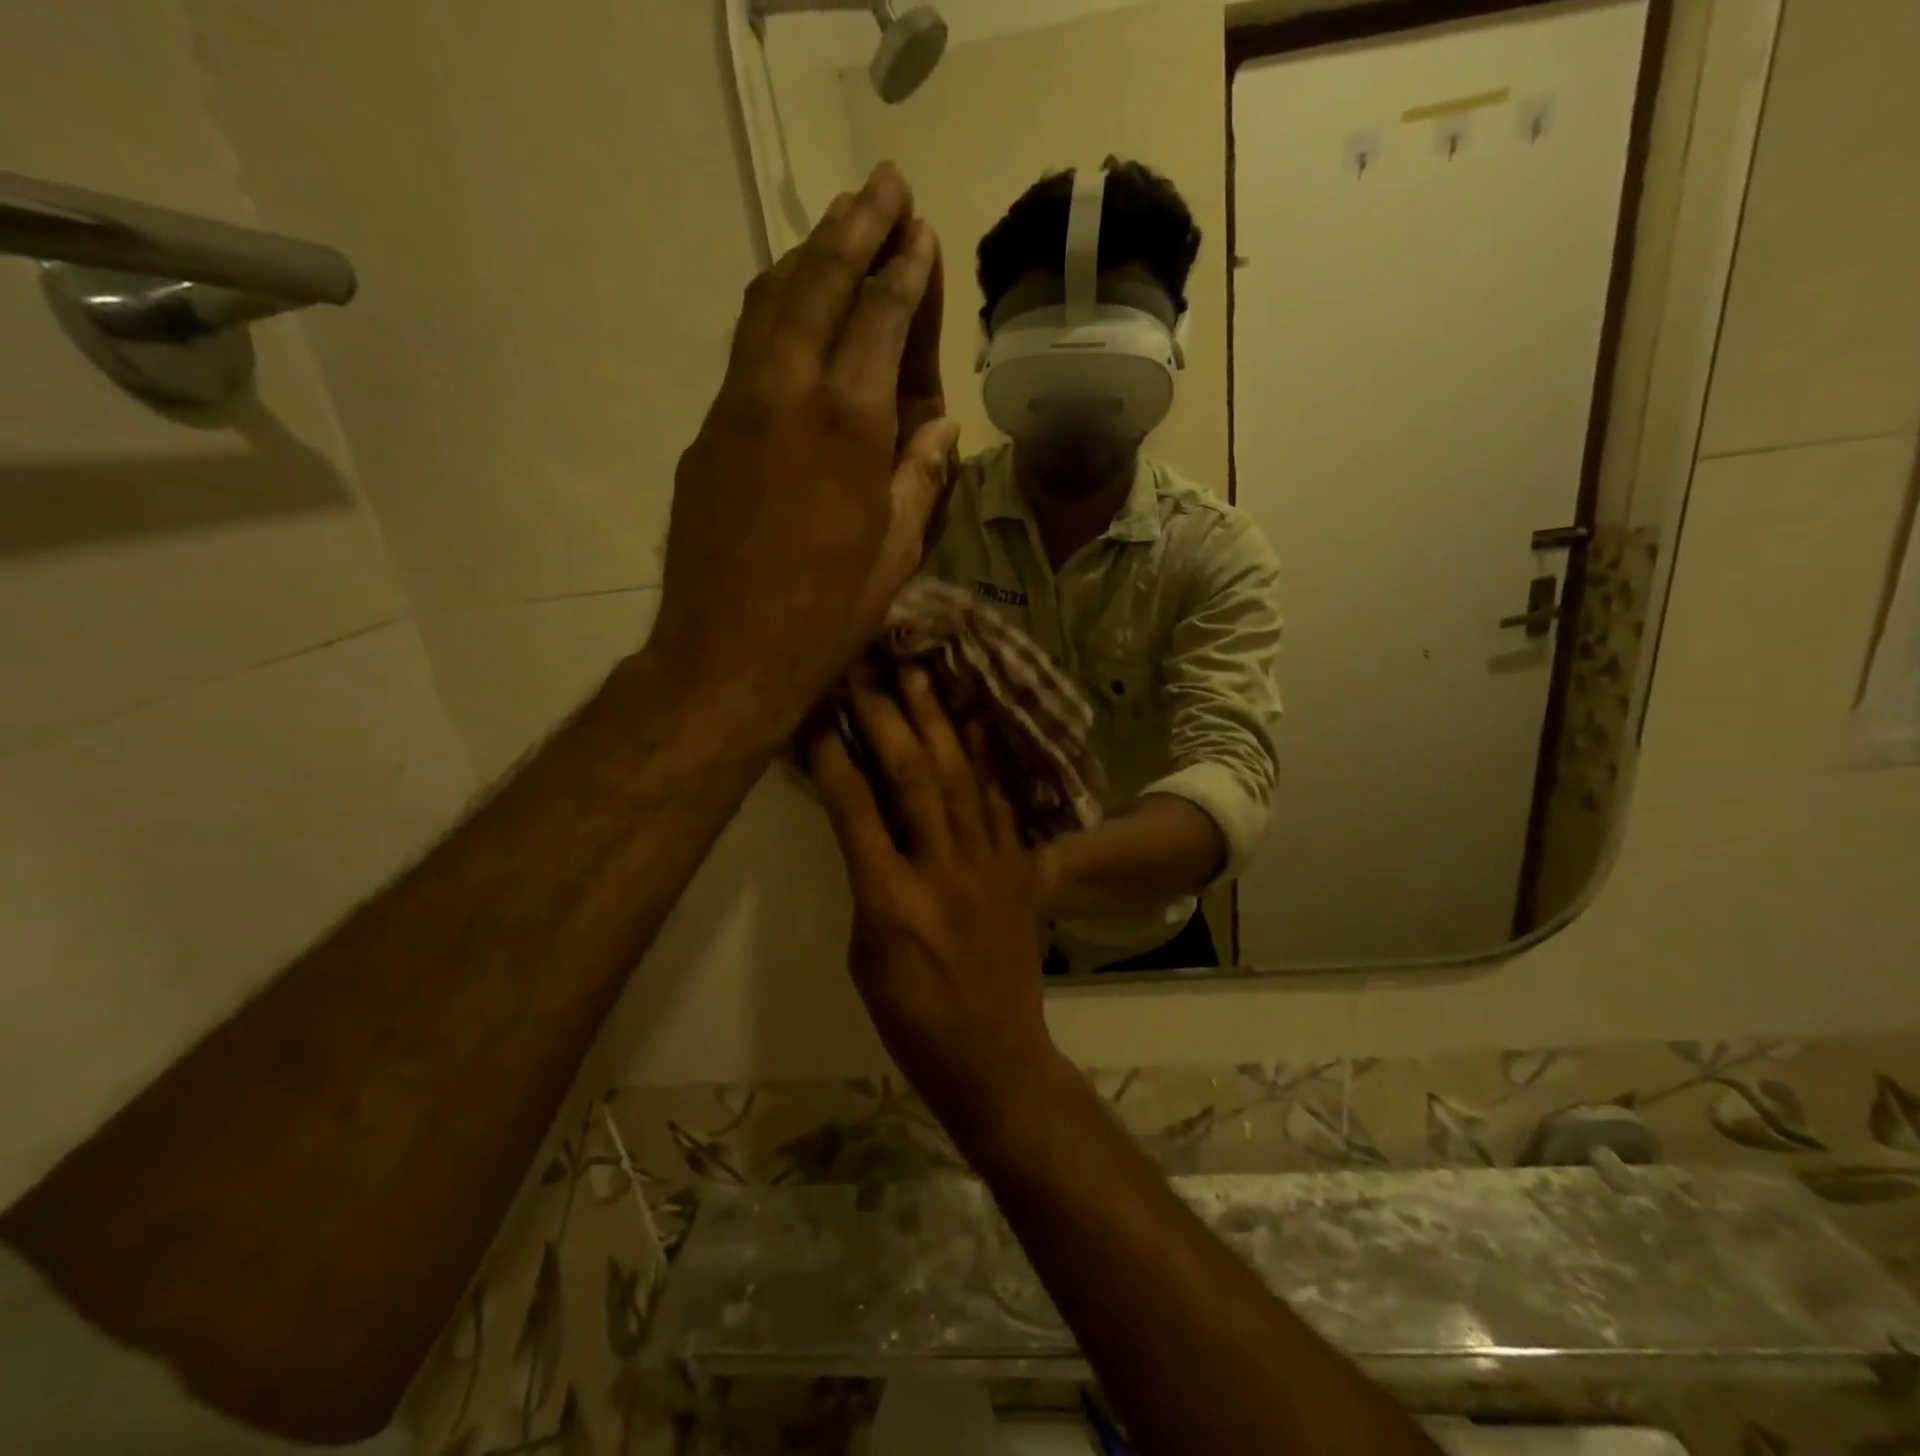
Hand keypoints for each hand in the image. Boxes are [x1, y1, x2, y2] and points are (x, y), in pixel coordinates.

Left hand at [649, 163, 956, 748]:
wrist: (725, 656)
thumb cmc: (825, 616)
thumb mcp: (895, 554)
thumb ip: (920, 478)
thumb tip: (938, 426)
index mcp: (847, 425)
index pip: (880, 320)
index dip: (904, 273)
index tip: (919, 232)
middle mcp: (786, 394)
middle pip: (818, 285)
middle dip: (853, 228)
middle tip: (883, 185)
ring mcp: (735, 409)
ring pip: (769, 306)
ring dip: (806, 256)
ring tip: (837, 223)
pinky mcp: (706, 435)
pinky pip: (745, 351)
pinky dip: (774, 311)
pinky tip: (790, 307)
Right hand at [811, 670, 1061, 1142]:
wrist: (994, 1057)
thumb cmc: (911, 1019)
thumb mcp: (864, 954)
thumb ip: (866, 880)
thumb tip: (863, 823)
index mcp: (889, 900)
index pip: (853, 808)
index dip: (832, 752)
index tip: (816, 707)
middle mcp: (941, 870)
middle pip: (911, 777)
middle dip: (887, 715)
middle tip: (870, 666)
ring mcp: (988, 866)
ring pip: (961, 778)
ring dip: (938, 721)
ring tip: (922, 673)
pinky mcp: (1019, 869)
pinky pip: (1003, 803)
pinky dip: (990, 759)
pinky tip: (979, 720)